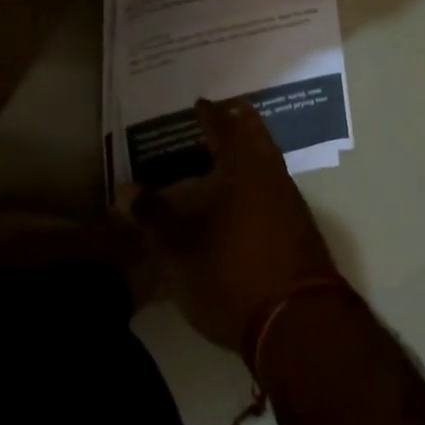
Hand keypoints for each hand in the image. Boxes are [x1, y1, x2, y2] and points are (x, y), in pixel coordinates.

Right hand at [130, 99, 341, 358]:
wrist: (297, 321)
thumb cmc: (231, 274)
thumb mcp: (180, 249)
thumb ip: (155, 217)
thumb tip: (125, 192)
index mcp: (241, 165)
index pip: (223, 125)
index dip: (209, 113)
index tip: (198, 103)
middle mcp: (269, 171)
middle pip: (254, 133)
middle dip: (236, 121)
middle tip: (218, 115)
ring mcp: (289, 196)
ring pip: (267, 157)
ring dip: (248, 148)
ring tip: (223, 153)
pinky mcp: (298, 222)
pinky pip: (273, 181)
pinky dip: (256, 174)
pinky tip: (242, 192)